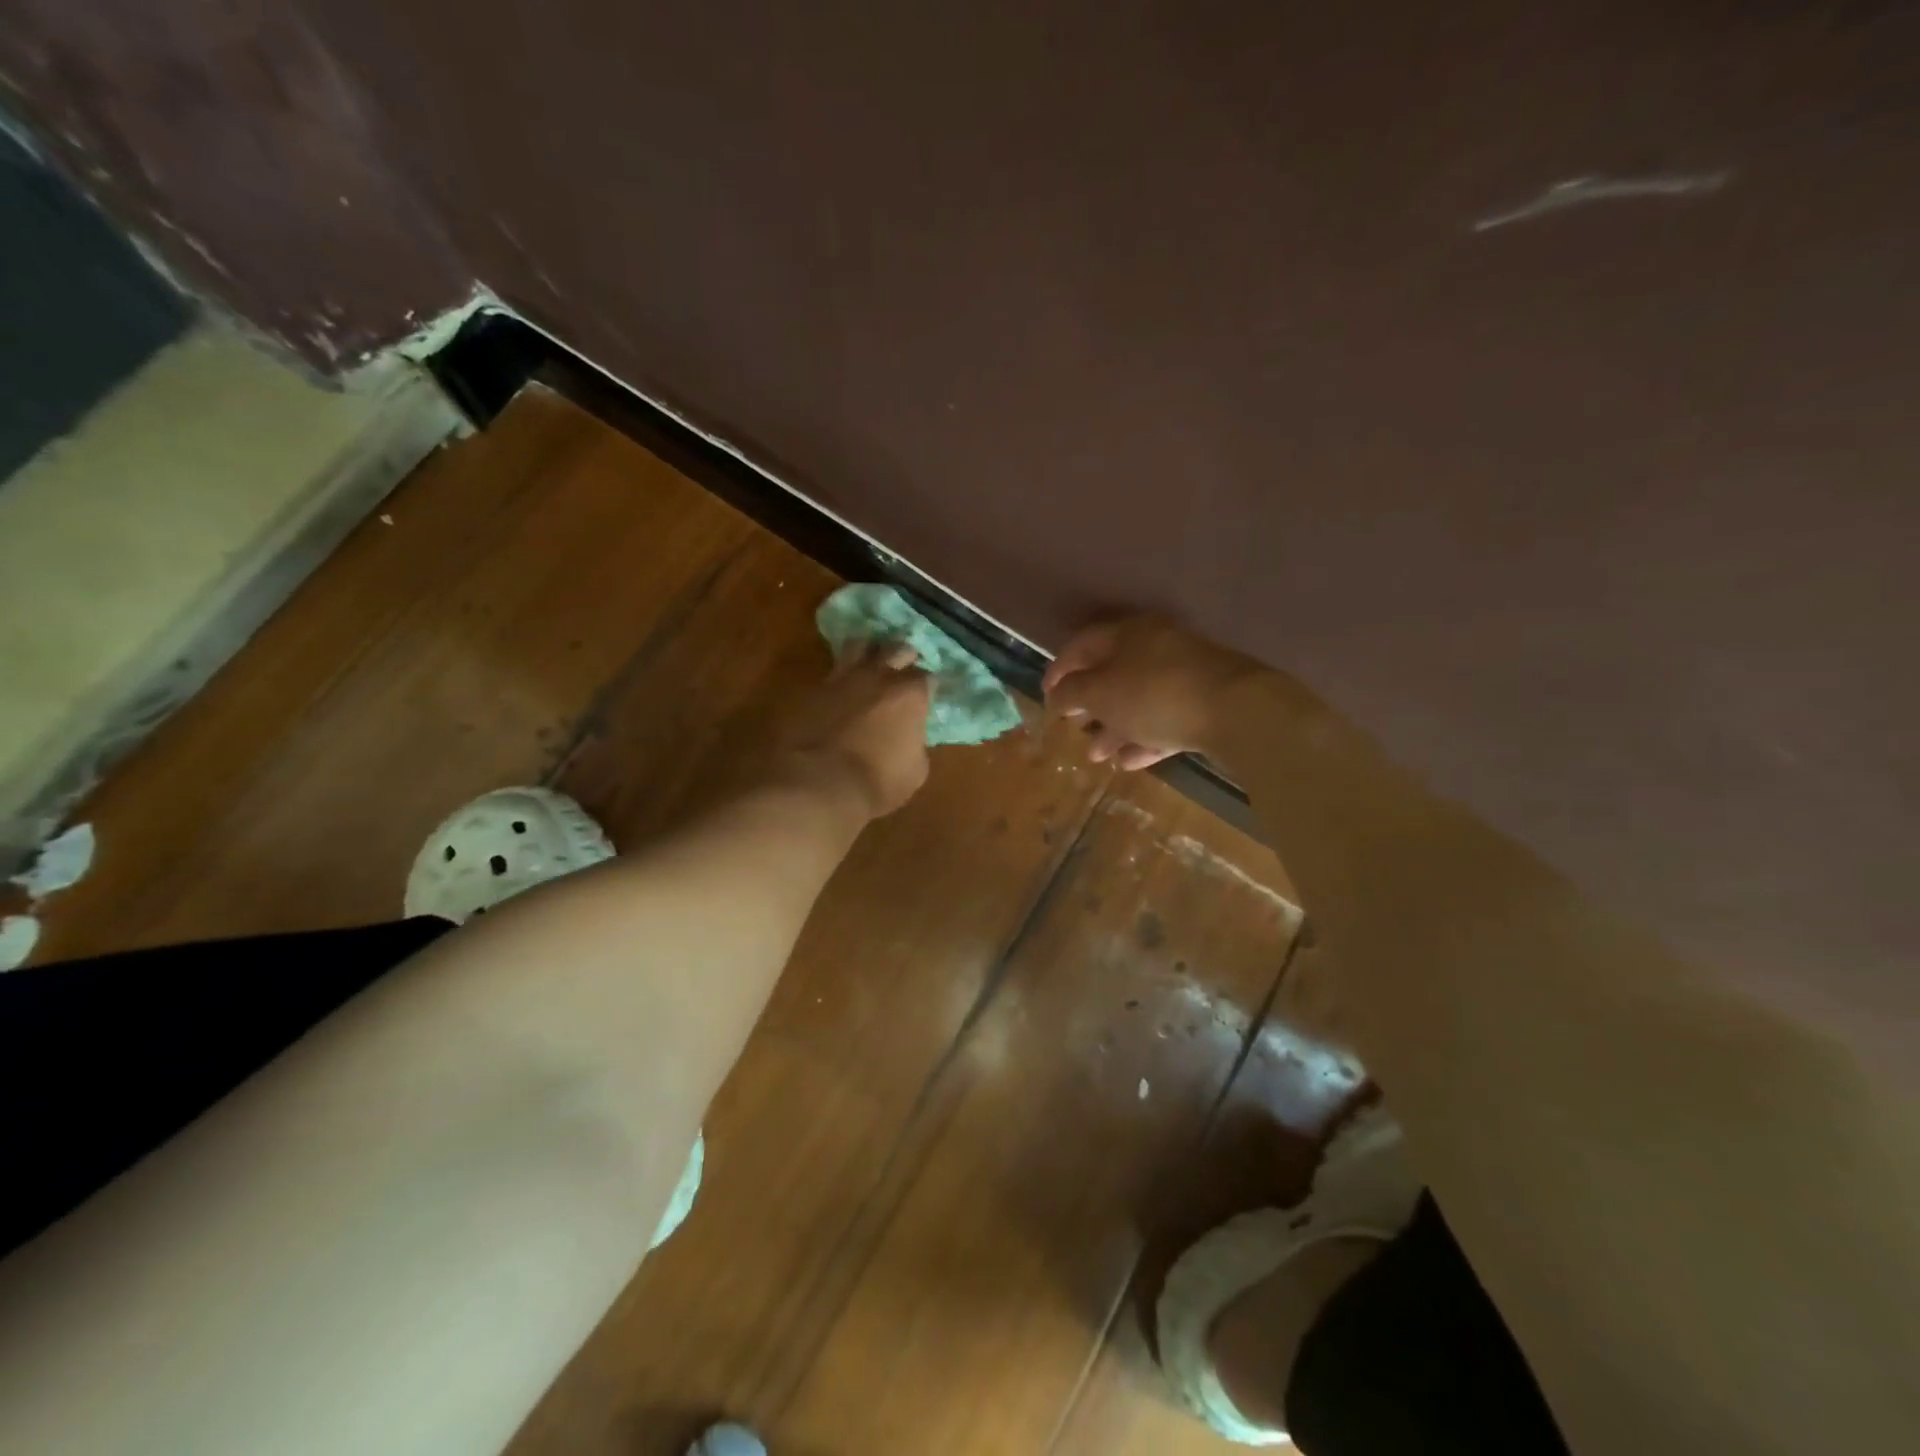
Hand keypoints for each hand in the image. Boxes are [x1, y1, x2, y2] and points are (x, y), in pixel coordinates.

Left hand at [779, 643, 932, 818]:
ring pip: (858, 646)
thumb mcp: (914, 772)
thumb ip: (916, 745)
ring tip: (868, 663)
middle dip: (902, 656)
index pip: (927, 677)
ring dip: (867, 652)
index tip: (925, 696)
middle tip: (902, 668)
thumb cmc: (877, 782)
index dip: (927, 686)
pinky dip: (838, 677)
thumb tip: (910, 739)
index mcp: (909, 695)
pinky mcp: (812, 689)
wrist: (817, 783)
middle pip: (895, 649)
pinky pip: (830, 673)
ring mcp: (842, 678)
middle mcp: (878, 677)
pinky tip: (838, 688)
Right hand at [1043, 615, 1257, 769]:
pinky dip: (1143, 738)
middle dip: (1090, 705)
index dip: (1059, 669)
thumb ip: (1072, 693)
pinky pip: (1165, 720)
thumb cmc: (1154, 694)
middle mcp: (1156, 648)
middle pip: (1113, 674)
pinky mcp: (1205, 704)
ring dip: (1114, 728)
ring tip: (1097, 756)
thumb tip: (1057, 695)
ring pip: (1139, 701)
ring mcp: (1185, 676)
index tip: (1045, 696)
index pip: (1083, 645)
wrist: (1237, 711)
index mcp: (1129, 634)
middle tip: (1073, 727)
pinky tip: (1128, 762)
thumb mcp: (1101, 693)